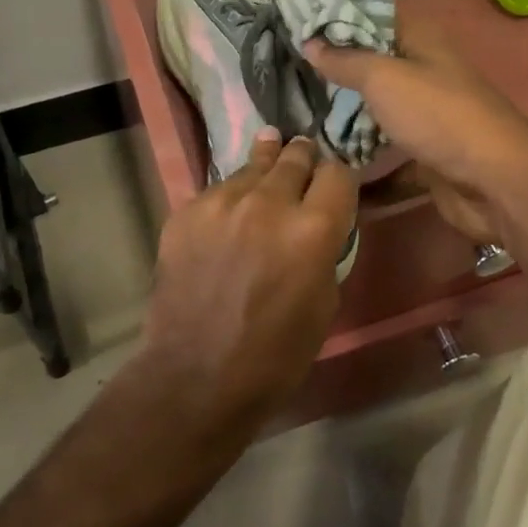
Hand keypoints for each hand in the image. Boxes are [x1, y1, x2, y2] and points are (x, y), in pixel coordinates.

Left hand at [140, 130, 356, 442]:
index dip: (340, 178)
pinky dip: (230, 196)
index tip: (335, 186)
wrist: (195, 375)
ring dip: (266, 168)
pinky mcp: (187, 211)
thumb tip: (319, 225)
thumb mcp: (324, 303)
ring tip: (270, 150)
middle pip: (295, 156)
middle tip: (303, 155)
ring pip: (253, 166)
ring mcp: (222, 202)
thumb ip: (325, 250)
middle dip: (303, 158)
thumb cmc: (274, 354)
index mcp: (313, 229)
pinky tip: (229, 210)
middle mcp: (269, 202)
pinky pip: (218, 190)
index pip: (339, 173)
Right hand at [304, 21, 527, 243]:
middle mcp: (424, 72)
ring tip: (295, 116)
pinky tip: (326, 164)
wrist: (494, 180)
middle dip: (332, 70)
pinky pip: (386, 153)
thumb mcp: (383, 78)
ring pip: (377, 111)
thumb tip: (309, 41)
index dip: (336, 17)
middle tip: (285, 73)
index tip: (294, 24)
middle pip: (372, 65)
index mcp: (420, 41)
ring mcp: (426, 115)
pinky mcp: (426, 154)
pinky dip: (362, 160)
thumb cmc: (437, 114)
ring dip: (344, 117)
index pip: (372, 16)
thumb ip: (344, 60)